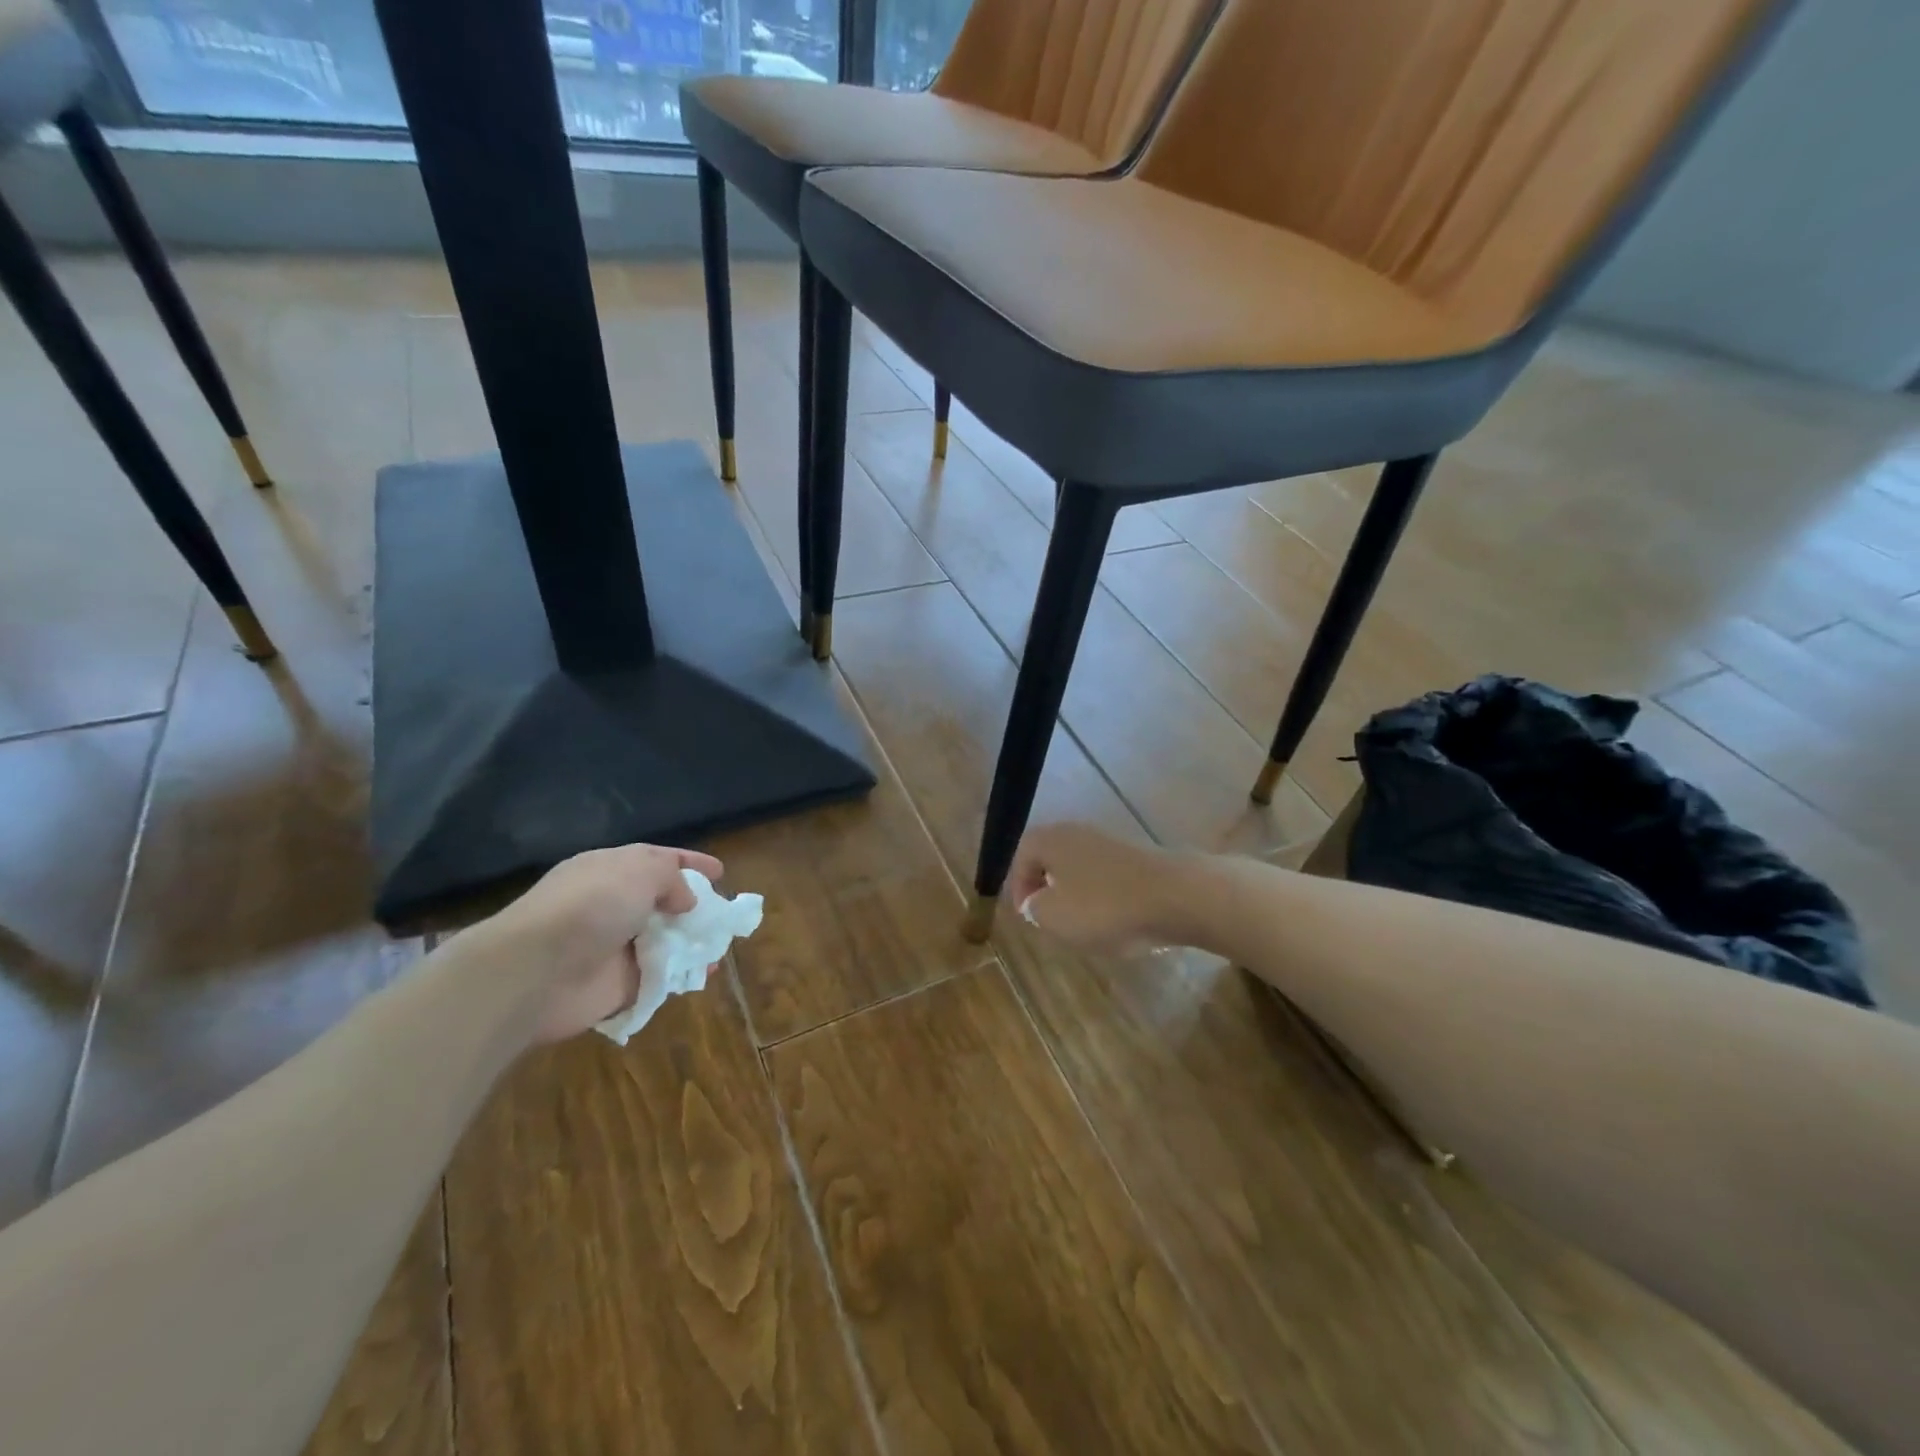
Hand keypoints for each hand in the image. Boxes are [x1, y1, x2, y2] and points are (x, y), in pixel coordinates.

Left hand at [490, 843, 725, 1043]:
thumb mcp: (639, 871)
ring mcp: (615, 947)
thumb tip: (686, 901)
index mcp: (610, 871)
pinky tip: (706, 974)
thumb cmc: (590, 906)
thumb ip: (672, 878)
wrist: (535, 971)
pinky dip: (683, 976)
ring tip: (721, 946)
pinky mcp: (618, 986)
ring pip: (665, 941)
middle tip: (724, 914)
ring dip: (694, 943)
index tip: (720, 872)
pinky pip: (660, 978)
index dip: (690, 863)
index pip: (657, 860)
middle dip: (695, 907)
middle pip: (663, 903)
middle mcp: (612, 906)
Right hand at [1007, 823, 1190, 954]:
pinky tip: (1115, 920)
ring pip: (1080, 866)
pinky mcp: (1140, 857)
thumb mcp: (1054, 917)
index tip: (1025, 915)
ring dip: (1076, 893)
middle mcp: (1078, 832)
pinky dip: (1104, 896)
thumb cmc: (1106, 906)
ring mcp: (1112, 842)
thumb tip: (1035, 901)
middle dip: (1047, 888)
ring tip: (1082, 925)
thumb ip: (1034, 909)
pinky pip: (1108, 876)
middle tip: (1049, 918)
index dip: (1018, 887)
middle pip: (1051, 857)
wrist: (1179, 896)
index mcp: (1051, 839)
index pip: (1021, 855)